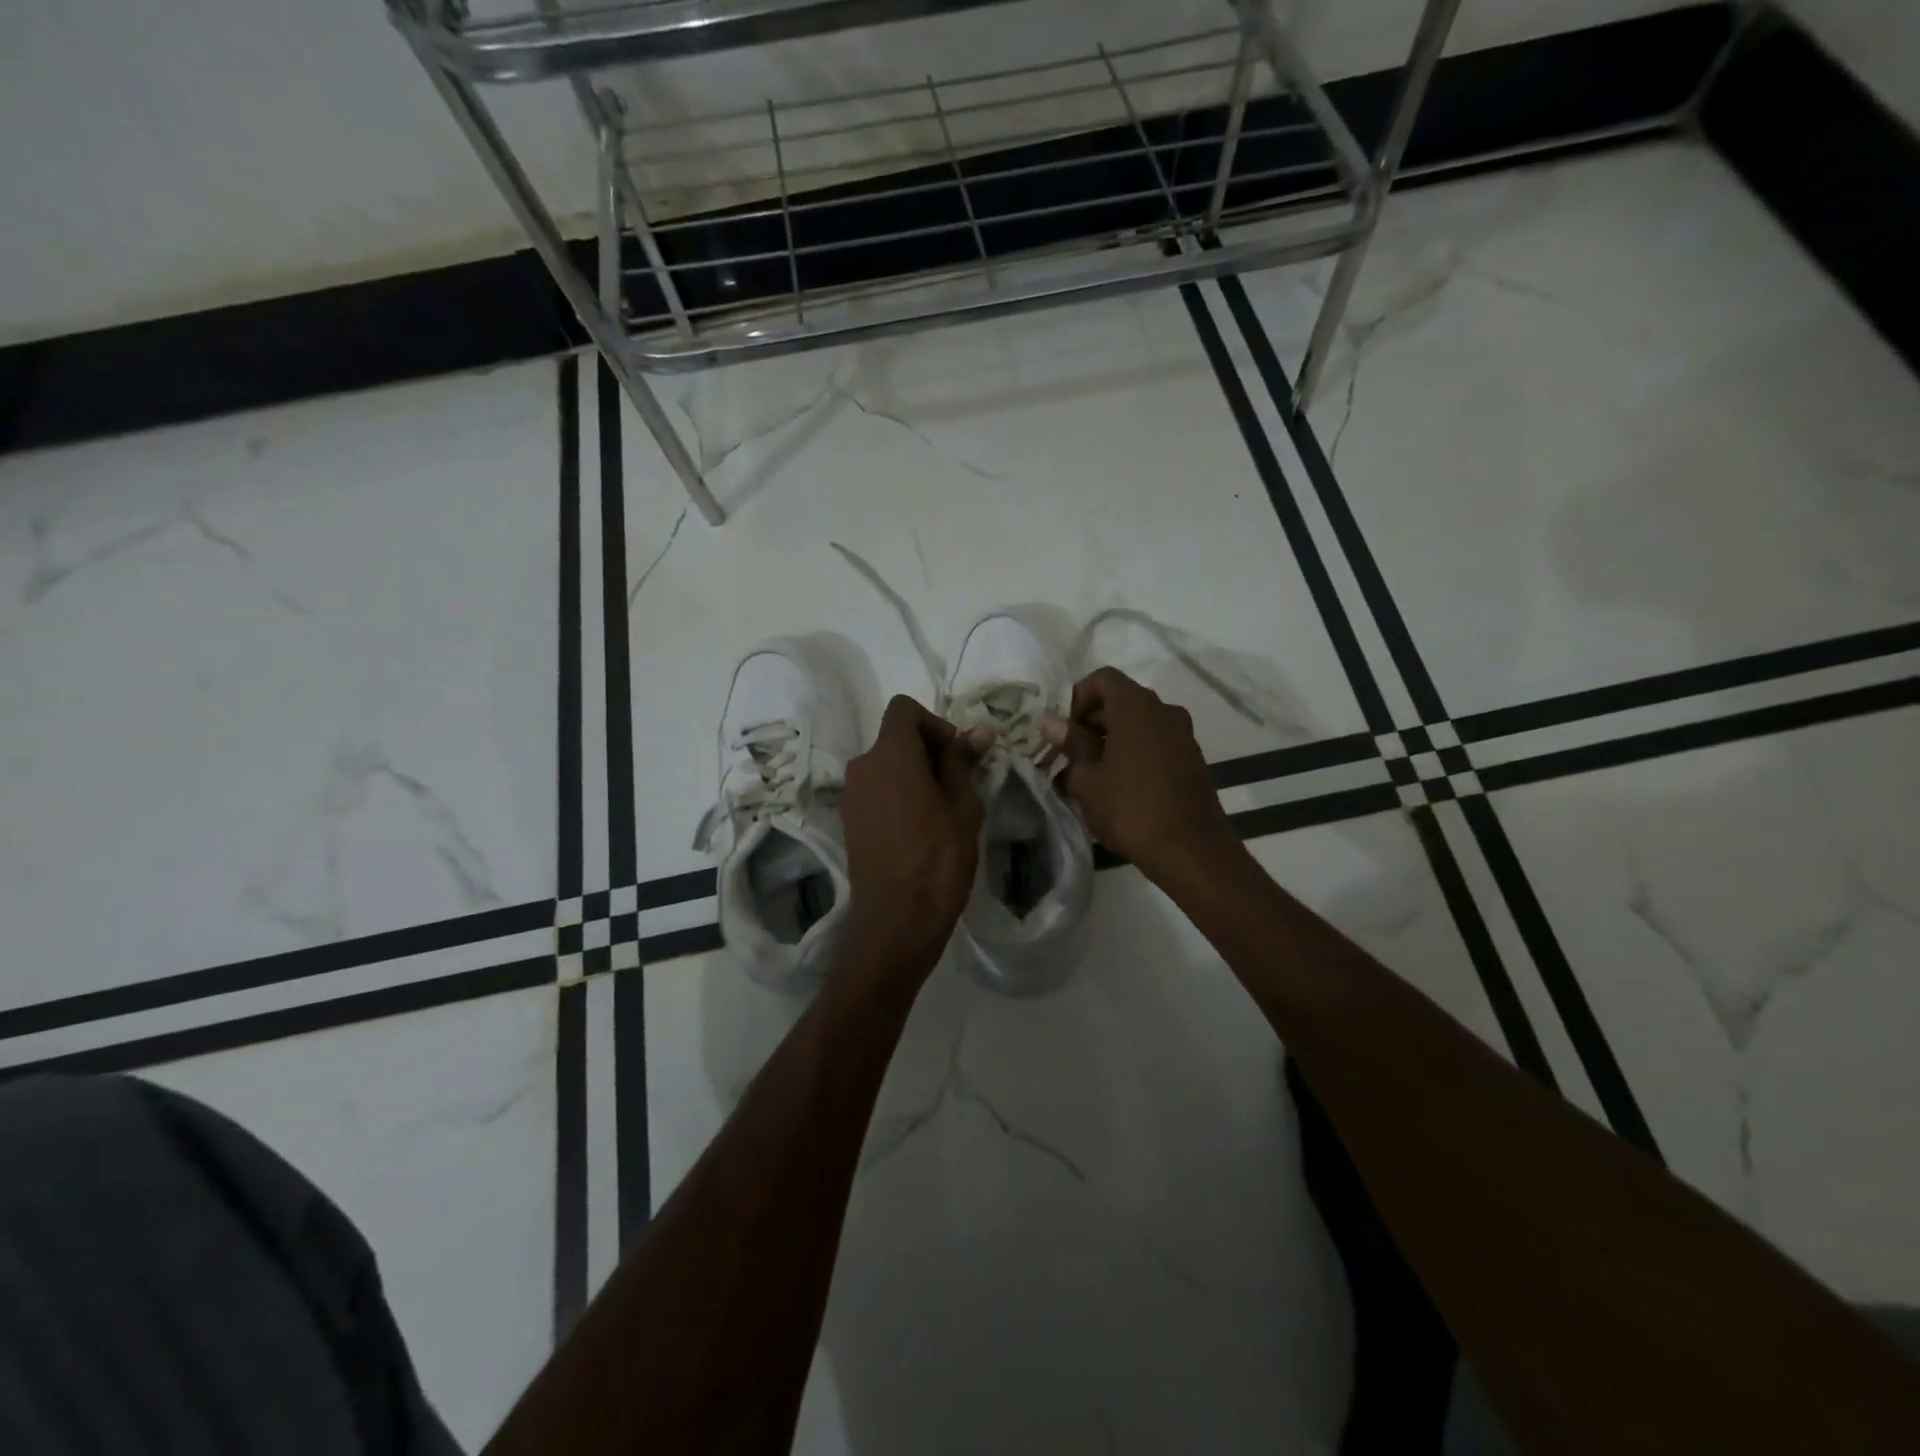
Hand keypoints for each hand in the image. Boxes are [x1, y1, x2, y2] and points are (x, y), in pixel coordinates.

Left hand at [839, 696, 989, 994]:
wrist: (896, 920)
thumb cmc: (938, 858)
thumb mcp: (963, 806)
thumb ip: (963, 762)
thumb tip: (978, 731)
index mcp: (890, 754)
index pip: (904, 709)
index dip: (935, 723)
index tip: (956, 755)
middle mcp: (862, 766)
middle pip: (895, 738)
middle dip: (928, 751)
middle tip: (959, 786)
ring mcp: (851, 795)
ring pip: (887, 766)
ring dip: (914, 775)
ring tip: (942, 811)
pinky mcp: (849, 821)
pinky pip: (877, 791)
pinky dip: (898, 795)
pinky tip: (920, 829)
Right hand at [1041, 668, 1242, 889]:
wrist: (1190, 849)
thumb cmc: (1130, 809)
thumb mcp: (1088, 779)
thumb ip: (1072, 744)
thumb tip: (1053, 724)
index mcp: (1136, 706)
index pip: (1102, 678)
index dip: (1078, 698)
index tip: (1066, 732)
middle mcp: (1163, 710)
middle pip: (1121, 700)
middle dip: (1092, 721)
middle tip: (1071, 756)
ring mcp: (1182, 734)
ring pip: (1139, 723)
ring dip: (1113, 739)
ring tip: (1093, 774)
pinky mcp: (1192, 758)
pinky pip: (1156, 742)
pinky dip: (1135, 752)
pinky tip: (1120, 786)